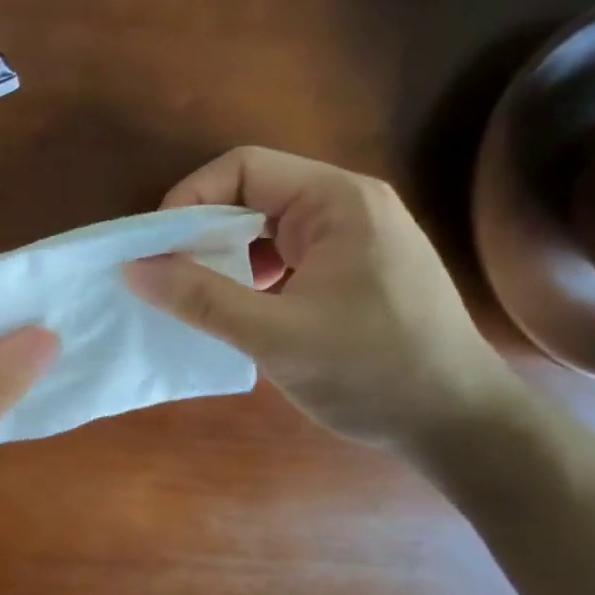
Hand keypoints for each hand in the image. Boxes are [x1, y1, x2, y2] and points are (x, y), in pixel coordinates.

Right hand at [125, 147, 513, 450]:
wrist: (462, 426)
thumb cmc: (374, 372)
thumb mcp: (276, 336)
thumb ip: (200, 298)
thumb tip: (133, 269)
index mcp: (338, 201)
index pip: (244, 168)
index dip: (191, 198)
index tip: (159, 248)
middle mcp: (348, 205)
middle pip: (253, 193)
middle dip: (203, 230)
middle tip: (168, 274)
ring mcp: (355, 237)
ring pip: (266, 226)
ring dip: (225, 255)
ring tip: (197, 294)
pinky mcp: (355, 269)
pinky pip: (286, 254)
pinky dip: (251, 274)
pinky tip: (238, 309)